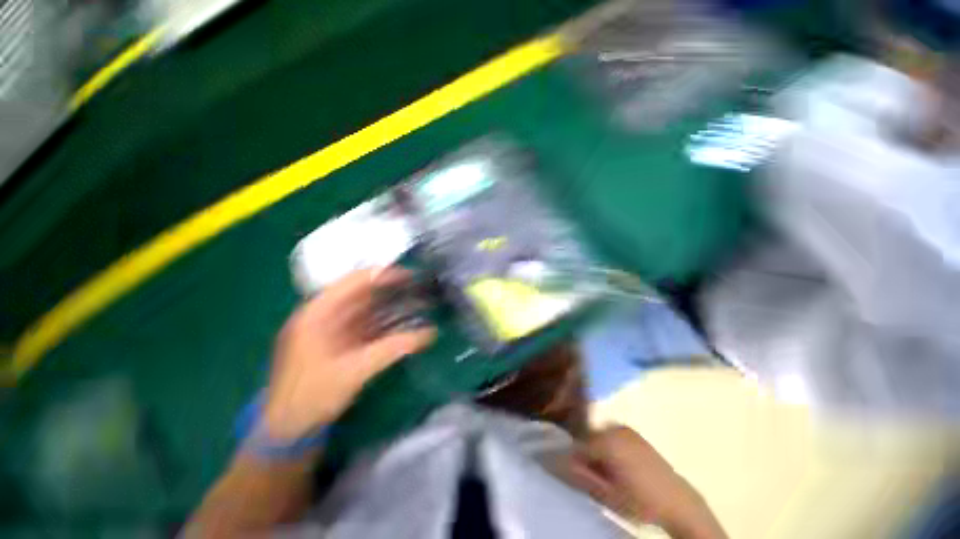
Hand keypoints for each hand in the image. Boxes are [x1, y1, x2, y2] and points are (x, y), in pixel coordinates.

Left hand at [263, 267, 434, 440]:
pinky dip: (385, 321)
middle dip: (391, 288)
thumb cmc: (313, 396)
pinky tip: (403, 321)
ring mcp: (332, 327)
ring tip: (416, 300)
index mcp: (318, 312)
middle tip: (419, 286)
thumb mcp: (354, 371)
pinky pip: (366, 323)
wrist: (288, 429)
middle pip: (362, 292)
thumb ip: (392, 348)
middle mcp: (324, 314)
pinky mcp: (339, 341)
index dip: (383, 274)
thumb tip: (429, 333)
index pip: (354, 281)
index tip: (411, 275)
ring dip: (390, 304)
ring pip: (366, 308)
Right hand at [564, 426, 725, 538]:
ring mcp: (625, 428)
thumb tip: (562, 462)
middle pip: (588, 438)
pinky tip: (618, 463)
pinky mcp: (633, 432)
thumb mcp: (608, 495)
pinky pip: (611, 435)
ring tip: (607, 470)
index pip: (578, 445)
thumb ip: (583, 476)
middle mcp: (614, 428)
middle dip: (587, 454)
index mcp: (607, 441)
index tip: (578, 473)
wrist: (677, 501)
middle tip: (594, 475)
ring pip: (599, 435)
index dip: (574, 460)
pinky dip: (608, 445)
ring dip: (597, 449)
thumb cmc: (641, 501)